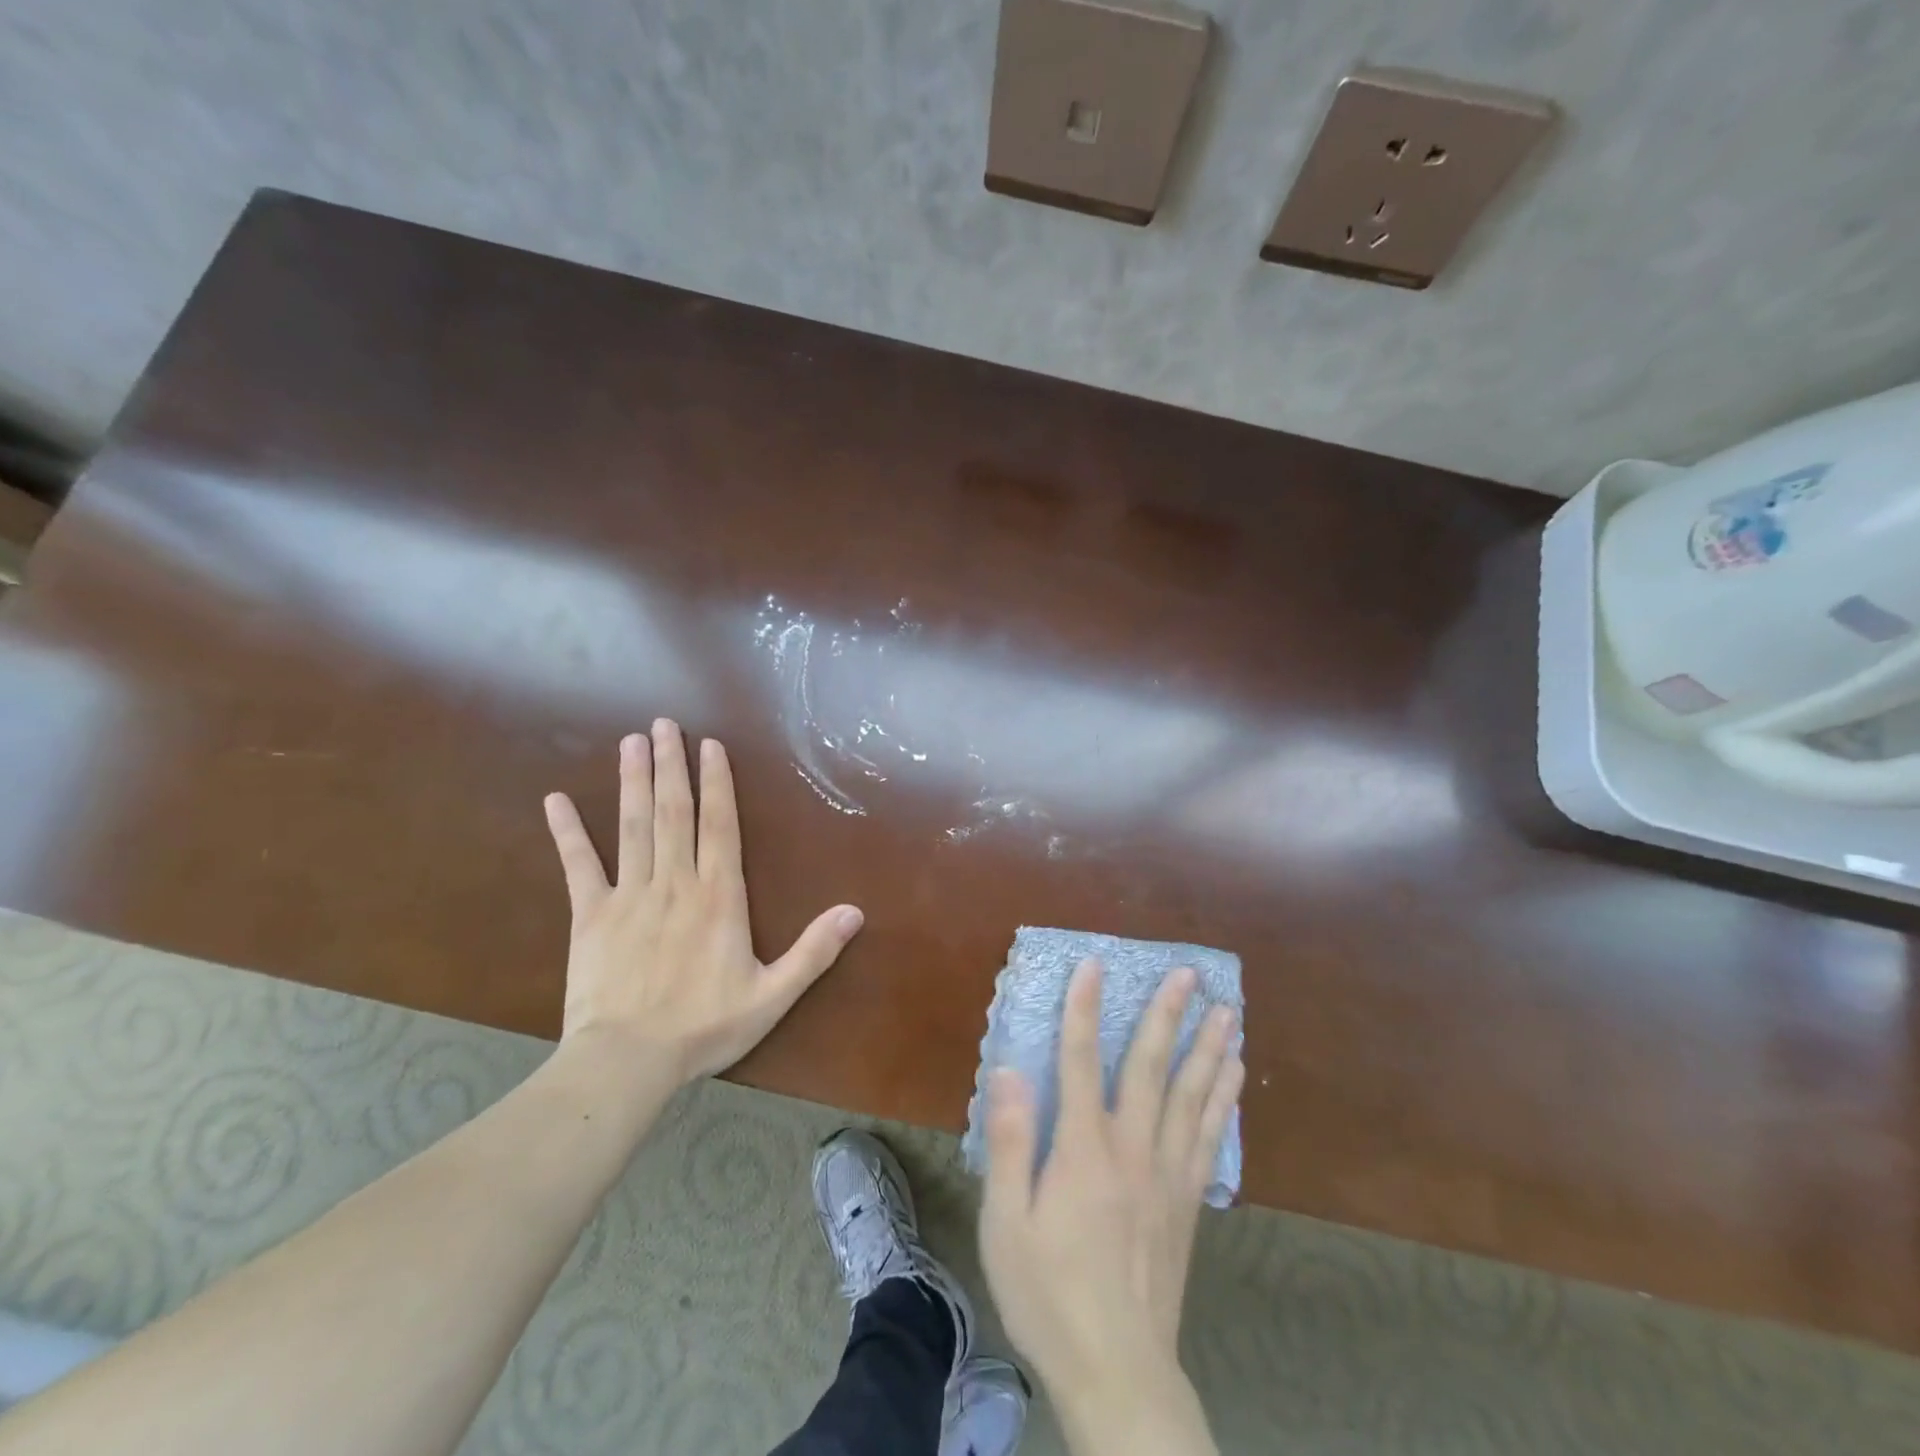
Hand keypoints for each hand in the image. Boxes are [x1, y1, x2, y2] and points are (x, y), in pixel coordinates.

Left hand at [543, 719, 863, 1087]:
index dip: (716, 782)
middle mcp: (675, 882)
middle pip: (673, 812)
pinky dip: (568, 832)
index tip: (709, 745)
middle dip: (670, 765)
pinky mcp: (589, 915)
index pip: (719, 825)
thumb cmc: (705, 1026)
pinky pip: (578, 866)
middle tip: (663, 723)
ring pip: (633, 826)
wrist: (628, 1062)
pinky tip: (556, 800)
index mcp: (719, 896)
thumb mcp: (773, 995)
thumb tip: (856, 912)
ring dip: (632, 781)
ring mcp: (629, 895)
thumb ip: (814, 951)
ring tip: (632, 742)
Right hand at [979, 958, 1240, 1442]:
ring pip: (1192, 1097)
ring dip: (1210, 1049)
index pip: (1080, 1061)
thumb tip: (1010, 1071)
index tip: (1092, 965)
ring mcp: (1168, 1176)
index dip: (1084, 1009)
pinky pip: (1210, 1138)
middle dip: (1168, 1015)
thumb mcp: (1006, 1224)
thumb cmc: (1050, 1294)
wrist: (1118, 1372)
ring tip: (1228, 1012)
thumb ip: (1009, 1144)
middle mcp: (1132, 1149)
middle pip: (1151, 1068)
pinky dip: (1223, 1101)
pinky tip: (1233, 1079)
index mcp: (1084, 1150)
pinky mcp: (1188, 1203)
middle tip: (1190, 973)